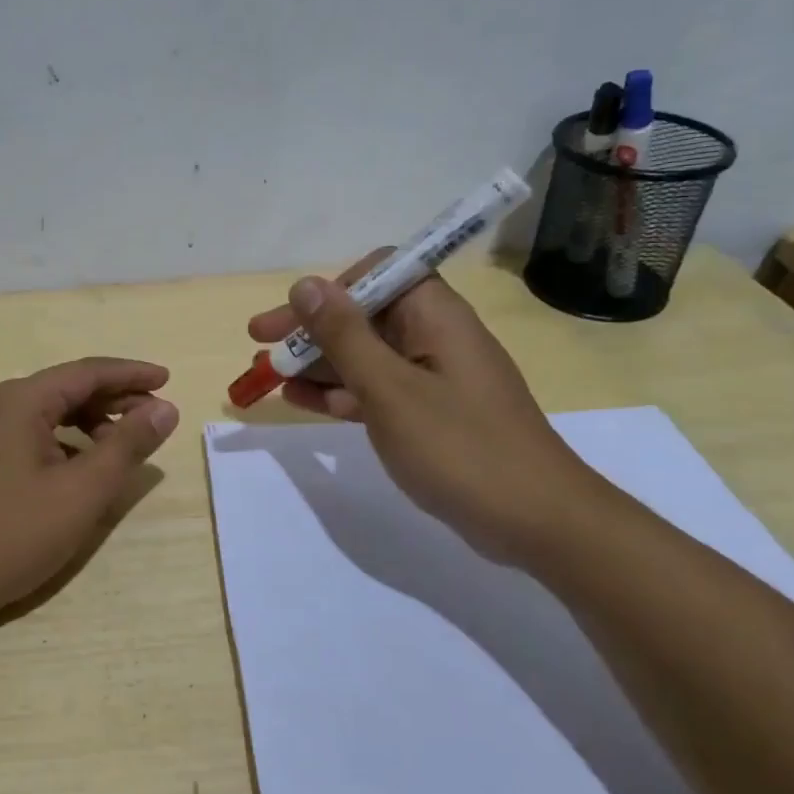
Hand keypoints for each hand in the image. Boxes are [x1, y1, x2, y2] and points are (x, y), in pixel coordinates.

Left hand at [0, 358, 179, 636]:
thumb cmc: (12, 534)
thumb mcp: (82, 491)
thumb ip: (127, 445)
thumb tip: (164, 408)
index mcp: (21, 400)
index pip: (87, 372)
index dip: (131, 374)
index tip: (169, 379)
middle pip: (67, 388)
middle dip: (114, 399)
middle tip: (155, 415)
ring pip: (49, 414)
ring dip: (90, 423)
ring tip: (123, 446)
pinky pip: (31, 435)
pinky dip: (65, 443)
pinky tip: (81, 469)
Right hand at [247, 255, 616, 569]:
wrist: (536, 521)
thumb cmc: (459, 447)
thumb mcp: (390, 389)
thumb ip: (344, 336)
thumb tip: (306, 284)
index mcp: (434, 315)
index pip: (378, 271)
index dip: (331, 287)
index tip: (293, 316)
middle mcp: (433, 336)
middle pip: (363, 315)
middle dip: (310, 330)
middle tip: (258, 345)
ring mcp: (433, 377)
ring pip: (365, 355)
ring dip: (317, 363)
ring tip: (268, 378)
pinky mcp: (430, 413)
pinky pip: (377, 390)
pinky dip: (340, 393)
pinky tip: (301, 403)